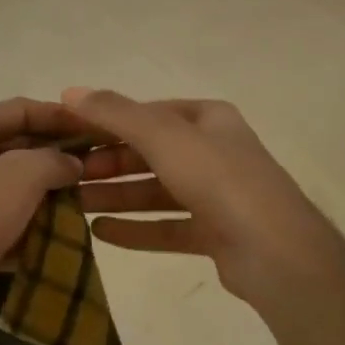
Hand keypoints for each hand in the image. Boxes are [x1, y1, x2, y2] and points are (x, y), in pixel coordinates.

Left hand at [0, 98, 88, 344]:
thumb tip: (71, 162)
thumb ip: (52, 160)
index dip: (59, 115)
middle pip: (15, 147)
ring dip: (48, 193)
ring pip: (13, 187)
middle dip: (56, 156)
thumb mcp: (18, 178)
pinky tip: (63, 234)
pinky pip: (6, 222)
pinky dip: (32, 225)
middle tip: (99, 164)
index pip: (18, 110)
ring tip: (89, 198)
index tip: (96, 126)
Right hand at [62, 88, 344, 317]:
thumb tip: (70, 91)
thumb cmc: (218, 179)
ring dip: (116, 196)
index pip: (147, 113)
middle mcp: (213, 151)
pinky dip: (136, 229)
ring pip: (156, 191)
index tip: (69, 134)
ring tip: (74, 204)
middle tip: (67, 175)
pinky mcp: (216, 234)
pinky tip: (100, 233)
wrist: (278, 253)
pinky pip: (167, 226)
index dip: (107, 121)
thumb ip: (115, 113)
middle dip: (108, 163)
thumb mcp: (162, 135)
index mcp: (207, 119)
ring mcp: (217, 195)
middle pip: (150, 153)